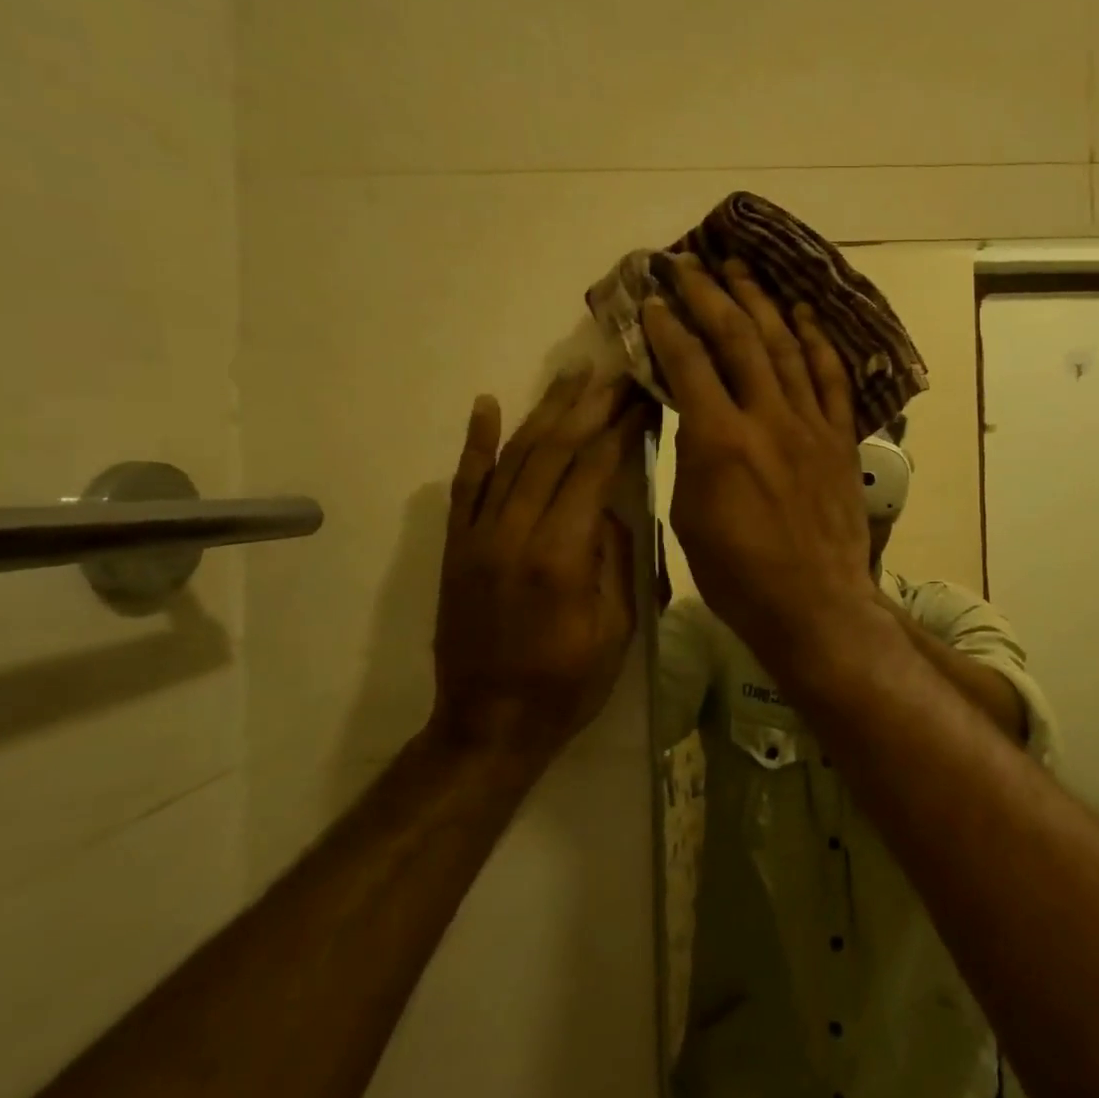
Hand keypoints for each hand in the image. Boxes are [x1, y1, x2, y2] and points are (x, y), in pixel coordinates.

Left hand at [430, 371, 646, 768]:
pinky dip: (476, 442)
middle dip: (590, 407)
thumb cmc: (568, 684)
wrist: (488, 725)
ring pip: (513, 457)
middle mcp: (514, 534)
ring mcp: (477, 537)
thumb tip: (605, 507)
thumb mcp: (616, 627)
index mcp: (561, 556)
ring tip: (571, 374)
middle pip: (554, 451)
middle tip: (616, 372)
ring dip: (544, 411)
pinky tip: (487, 405)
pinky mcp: (456, 546)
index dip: (620, 429)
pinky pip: (465, 485)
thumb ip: (613, 557)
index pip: (593, 470)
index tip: (642, 397)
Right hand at [641, 255, 882, 679]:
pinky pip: (830, 378)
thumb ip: (692, 455)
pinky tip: (803, 314)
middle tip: (690, 263)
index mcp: (719, 440)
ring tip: (742, 270)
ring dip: (761, 302)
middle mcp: (767, 418)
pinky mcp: (840, 438)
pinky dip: (817, 341)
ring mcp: (810, 424)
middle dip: (710, 293)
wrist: (815, 604)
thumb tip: (695, 415)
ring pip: (786, 346)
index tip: (653, 299)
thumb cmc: (739, 575)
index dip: (667, 325)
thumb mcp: (691, 516)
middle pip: (738, 337)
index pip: (688, 363)